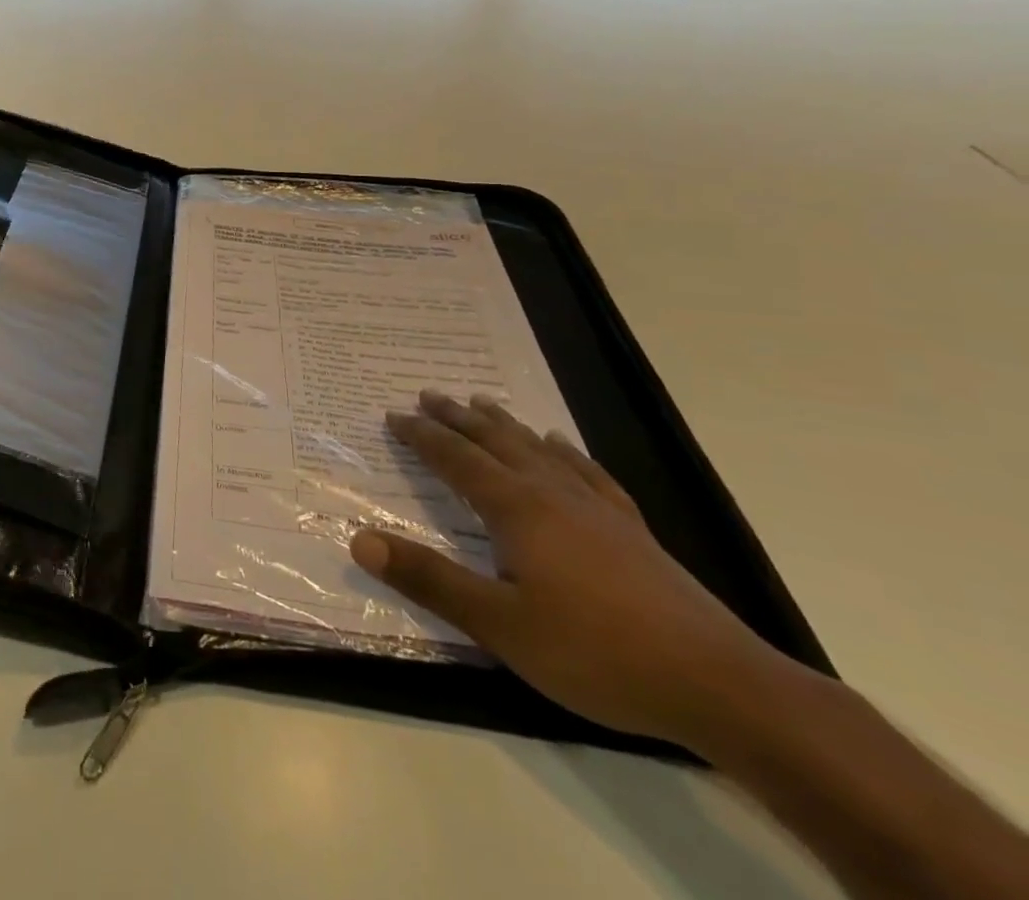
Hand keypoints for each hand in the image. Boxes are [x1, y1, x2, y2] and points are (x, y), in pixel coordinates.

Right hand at [349, 390, 783, 749]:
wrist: (720, 684)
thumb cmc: (596, 653)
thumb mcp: (499, 625)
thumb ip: (429, 579)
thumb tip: (359, 540)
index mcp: (516, 509)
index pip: (456, 460)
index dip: (423, 436)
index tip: (394, 415)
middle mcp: (551, 494)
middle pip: (495, 442)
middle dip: (457, 417)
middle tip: (429, 394)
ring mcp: (596, 508)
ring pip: (537, 449)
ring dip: (504, 424)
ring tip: (481, 402)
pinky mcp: (630, 529)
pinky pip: (587, 472)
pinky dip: (565, 452)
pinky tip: (560, 444)